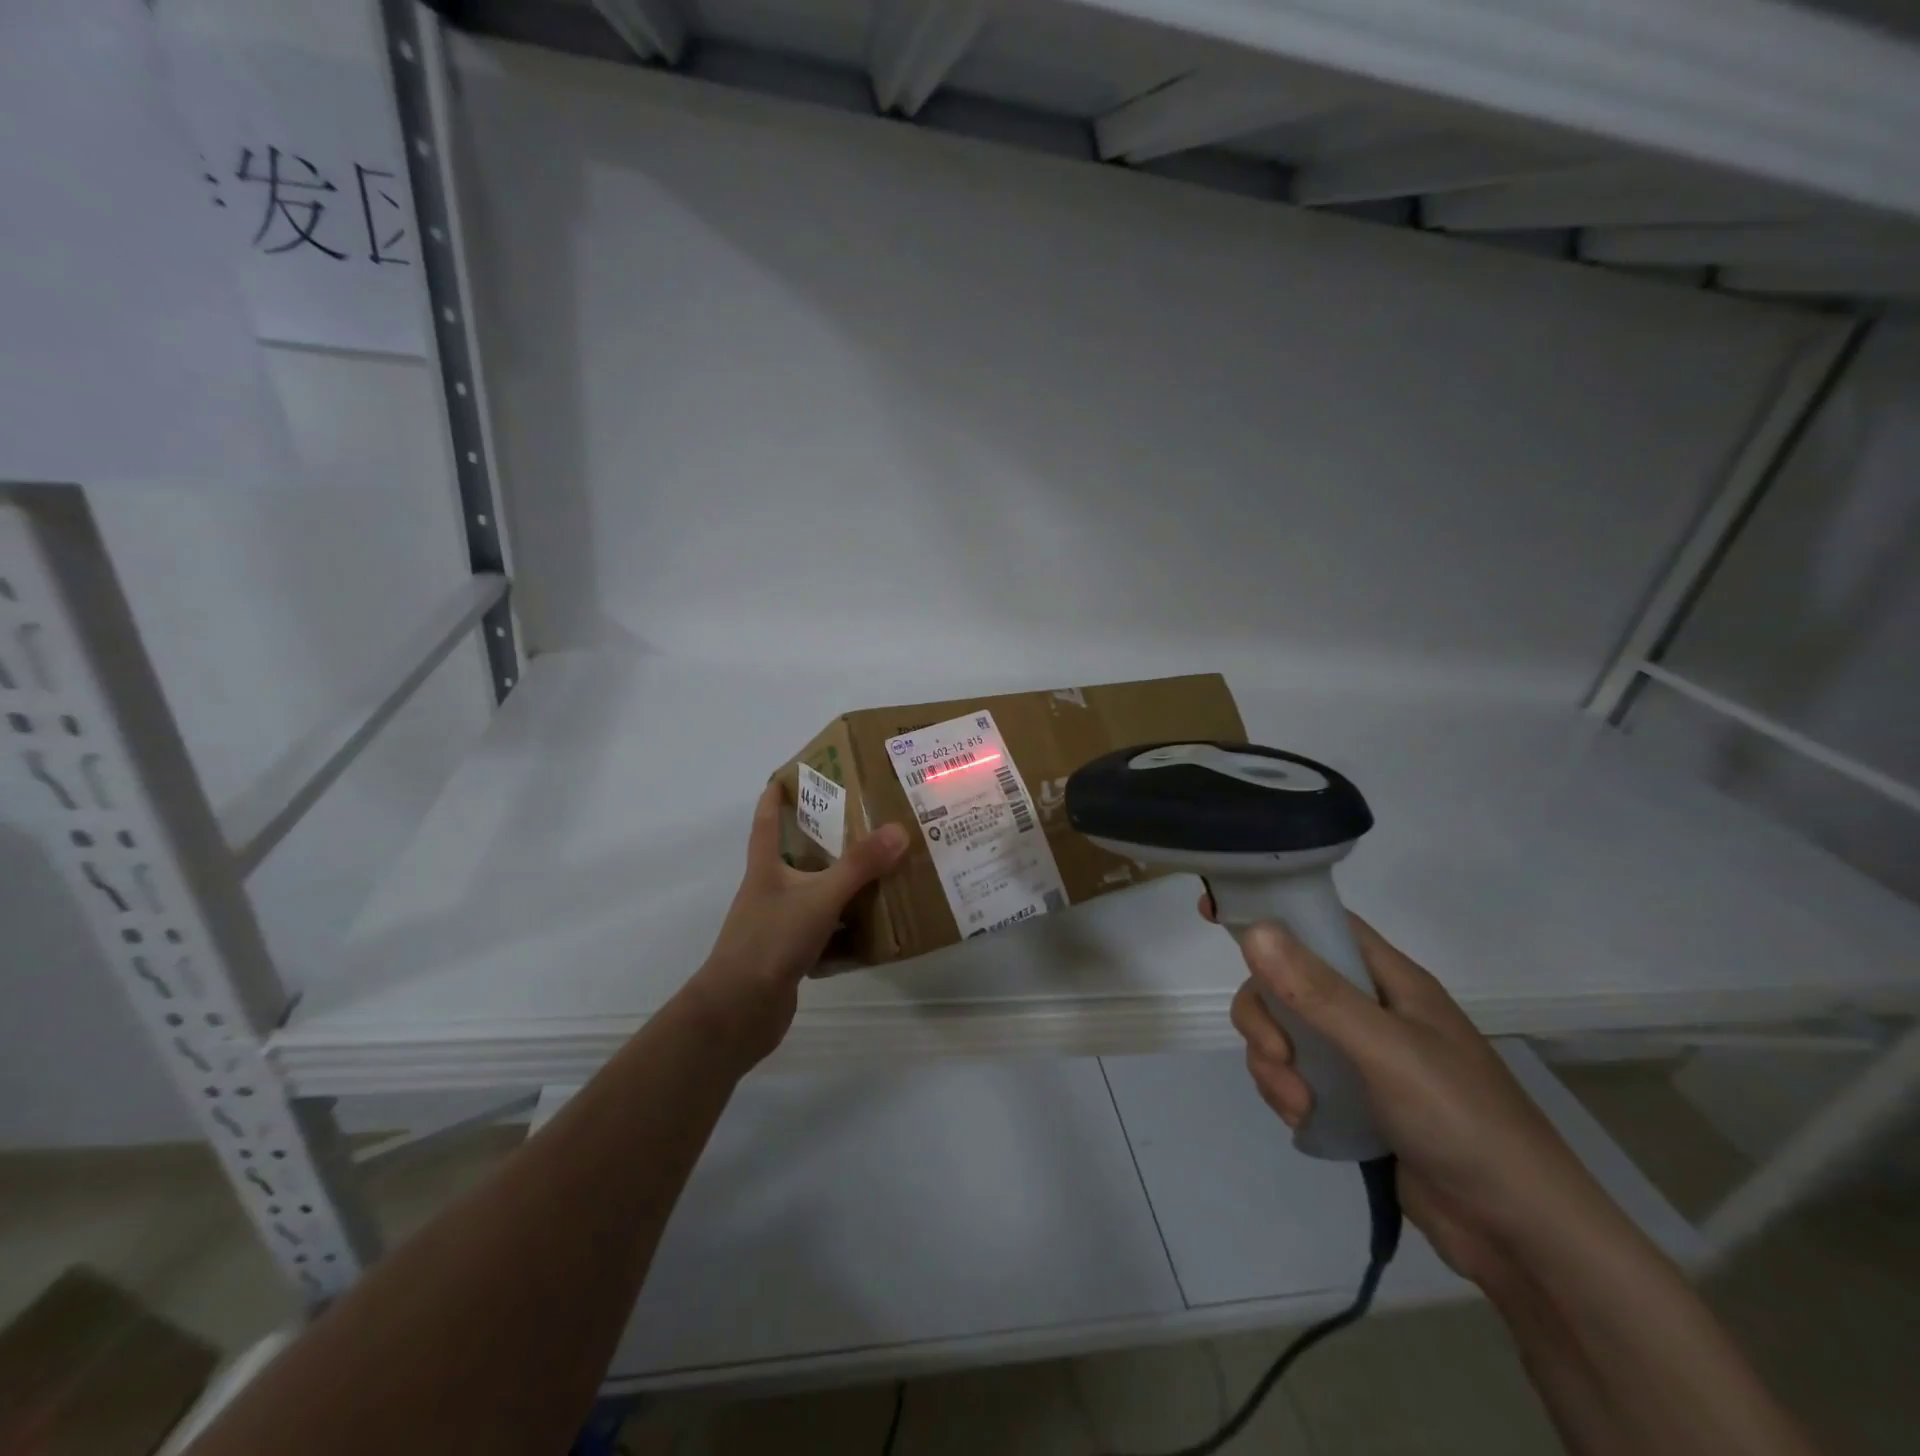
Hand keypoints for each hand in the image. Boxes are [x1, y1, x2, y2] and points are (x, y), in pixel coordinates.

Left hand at [684, 781, 908, 1068]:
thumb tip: (899, 829)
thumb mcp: (819, 897)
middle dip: (826, 841)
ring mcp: (779, 926)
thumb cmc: (771, 941)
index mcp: (766, 869)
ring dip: (842, 887)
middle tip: (864, 822)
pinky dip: (846, 930)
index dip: (775, 797)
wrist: (739, 1012)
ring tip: (881, 872)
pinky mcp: (790, 956)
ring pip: (815, 897)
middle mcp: (770, 892)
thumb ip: (859, 866)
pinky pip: (824, 933)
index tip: (791, 774)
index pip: (766, 822)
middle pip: (797, 858)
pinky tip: (874, 930)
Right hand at [1209, 897, 1619, 1284]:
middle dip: (1265, 1017)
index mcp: (1386, 977)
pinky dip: (1284, 1092)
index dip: (1268, 911)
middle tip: (1278, 1056)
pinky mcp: (1350, 1098)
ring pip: (1282, 1031)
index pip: (1317, 921)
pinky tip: (1303, 1120)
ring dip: (1272, 1063)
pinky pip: (1293, 1074)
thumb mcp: (1385, 1050)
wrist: (1520, 1234)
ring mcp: (1358, 1054)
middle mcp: (1369, 1006)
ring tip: (1297, 1105)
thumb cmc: (1462, 1120)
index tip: (1214, 913)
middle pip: (1284, 981)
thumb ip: (1317, 993)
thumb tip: (1253, 930)